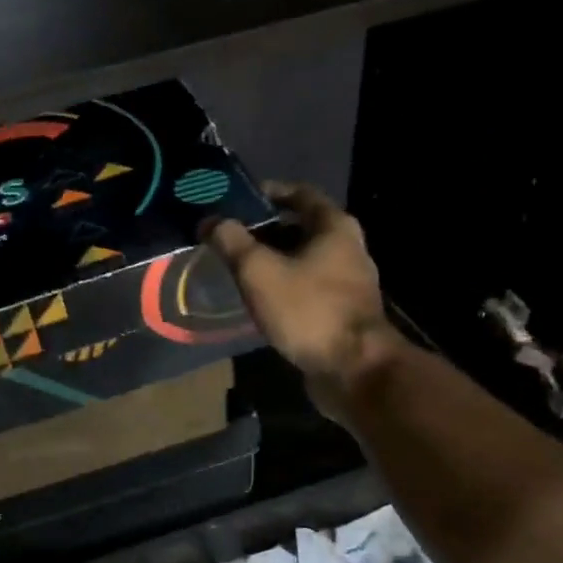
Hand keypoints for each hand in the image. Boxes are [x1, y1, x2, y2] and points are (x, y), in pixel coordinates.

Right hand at [205, 181, 398, 415]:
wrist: (353, 369)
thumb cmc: (308, 310)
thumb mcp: (259, 271)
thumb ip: (232, 242)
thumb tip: (210, 221)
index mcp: (334, 227)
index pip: (300, 194)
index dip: (269, 192)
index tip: (239, 200)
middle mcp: (348, 248)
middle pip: (303, 228)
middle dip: (267, 231)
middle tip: (232, 237)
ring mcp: (350, 283)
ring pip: (306, 260)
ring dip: (276, 261)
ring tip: (241, 269)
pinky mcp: (344, 312)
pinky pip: (309, 289)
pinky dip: (286, 287)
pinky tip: (263, 300)